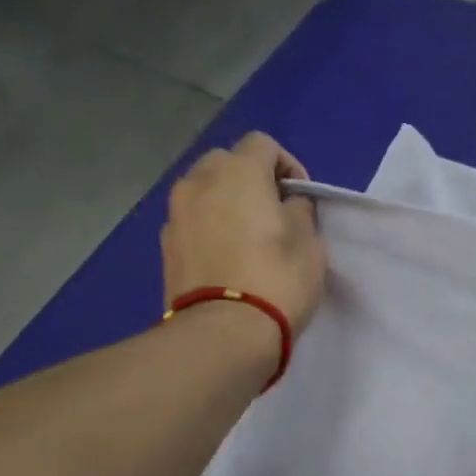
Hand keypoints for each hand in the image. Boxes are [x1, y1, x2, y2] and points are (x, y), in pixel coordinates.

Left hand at [160, 133, 325, 332]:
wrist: (224, 332)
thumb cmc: (278, 279)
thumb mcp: (310, 242)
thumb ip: (299, 211)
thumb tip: (287, 205)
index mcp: (238, 172)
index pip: (262, 144)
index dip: (287, 165)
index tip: (301, 198)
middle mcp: (199, 182)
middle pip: (226, 162)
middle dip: (250, 179)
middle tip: (273, 212)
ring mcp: (176, 214)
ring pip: (204, 191)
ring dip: (226, 202)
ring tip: (248, 236)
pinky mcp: (166, 245)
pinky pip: (192, 221)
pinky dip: (209, 227)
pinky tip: (227, 258)